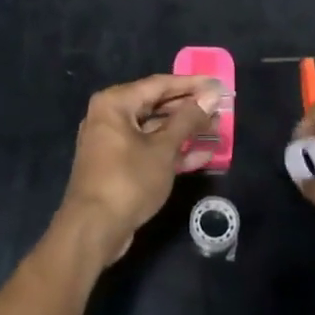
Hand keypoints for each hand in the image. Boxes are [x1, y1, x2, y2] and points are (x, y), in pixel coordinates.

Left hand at [57, 74, 223, 265]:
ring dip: (185, 131)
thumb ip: (188, 120)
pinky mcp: (118, 166)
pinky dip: (172, 151)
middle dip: (190, 109)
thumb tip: (211, 96)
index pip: (160, 84)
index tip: (218, 84)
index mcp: (115, 103)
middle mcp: (110, 116)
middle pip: (157, 106)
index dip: (192, 84)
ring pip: (155, 130)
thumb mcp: (163, 148)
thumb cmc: (128, 180)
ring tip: (217, 129)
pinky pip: (149, 150)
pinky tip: (203, 155)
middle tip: (221, 108)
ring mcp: (113, 142)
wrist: (93, 230)